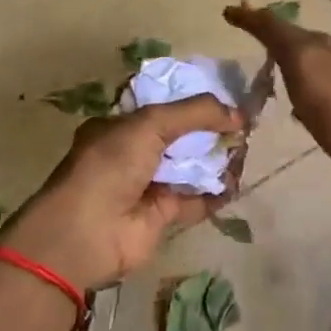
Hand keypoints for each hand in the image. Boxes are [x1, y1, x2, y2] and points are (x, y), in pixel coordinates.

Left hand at [0, 94, 243, 291]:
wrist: (86, 233)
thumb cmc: (110, 166)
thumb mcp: (150, 124)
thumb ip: (195, 113)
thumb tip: (238, 113)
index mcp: (120, 126)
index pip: (161, 105)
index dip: (192, 100)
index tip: (225, 98)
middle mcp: (133, 153)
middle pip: (180, 136)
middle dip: (210, 130)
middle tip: (243, 125)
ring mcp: (148, 185)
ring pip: (191, 166)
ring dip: (216, 159)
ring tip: (244, 150)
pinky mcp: (162, 215)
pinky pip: (196, 200)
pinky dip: (216, 193)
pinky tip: (236, 183)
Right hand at [225, 3, 330, 193]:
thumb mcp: (300, 58)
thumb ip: (274, 33)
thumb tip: (244, 4)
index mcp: (319, 43)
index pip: (279, 23)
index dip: (254, 18)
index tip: (228, 15)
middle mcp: (329, 60)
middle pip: (293, 43)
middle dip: (268, 38)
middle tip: (241, 39)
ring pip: (300, 69)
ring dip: (280, 65)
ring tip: (255, 72)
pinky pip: (307, 96)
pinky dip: (292, 92)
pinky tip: (284, 105)